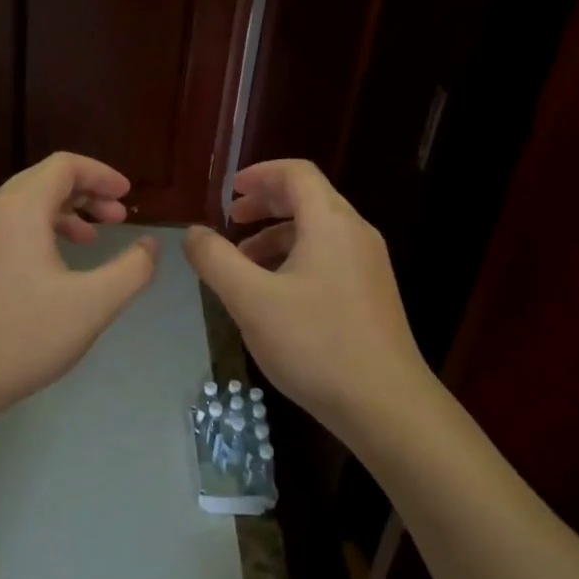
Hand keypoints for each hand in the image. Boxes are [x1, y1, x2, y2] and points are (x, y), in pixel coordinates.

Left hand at [0, 152, 158, 443]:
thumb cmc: (20, 338)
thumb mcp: (91, 306)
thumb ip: (131, 270)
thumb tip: (151, 246)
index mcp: (19, 208)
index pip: (65, 166)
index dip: (101, 175)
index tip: (128, 194)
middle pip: (43, 181)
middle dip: (86, 194)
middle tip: (118, 218)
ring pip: (23, 207)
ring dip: (63, 214)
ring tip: (91, 241)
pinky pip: (6, 229)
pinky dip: (38, 233)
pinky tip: (52, 269)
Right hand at [183, 160, 437, 440]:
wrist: (386, 404)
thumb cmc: (314, 343)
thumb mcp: (250, 300)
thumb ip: (215, 260)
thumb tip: (193, 232)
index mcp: (330, 223)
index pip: (296, 173)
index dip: (260, 174)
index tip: (229, 191)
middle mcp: (356, 234)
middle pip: (309, 198)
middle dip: (266, 203)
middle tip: (231, 219)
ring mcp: (368, 265)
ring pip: (318, 231)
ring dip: (278, 235)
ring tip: (243, 262)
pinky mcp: (372, 294)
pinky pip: (329, 257)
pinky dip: (296, 258)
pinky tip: (275, 293)